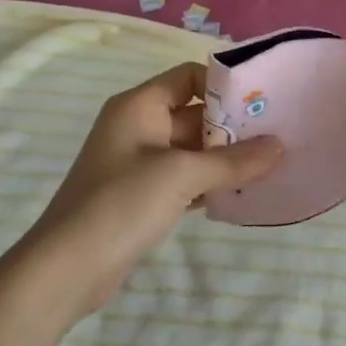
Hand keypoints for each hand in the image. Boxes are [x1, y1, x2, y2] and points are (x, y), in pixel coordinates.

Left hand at [20, 62, 282, 319]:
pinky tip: (240, 193)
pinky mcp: (141, 195)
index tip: (262, 101)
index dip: (224, 85)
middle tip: (276, 135)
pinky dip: (208, 182)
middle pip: (194, 113)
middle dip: (232, 126)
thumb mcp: (182, 175)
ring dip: (224, 157)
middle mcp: (138, 125)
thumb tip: (279, 146)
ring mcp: (138, 162)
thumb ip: (233, 160)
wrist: (66, 269)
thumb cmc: (122, 203)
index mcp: (139, 105)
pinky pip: (183, 177)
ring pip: (191, 148)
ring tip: (268, 165)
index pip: (189, 77)